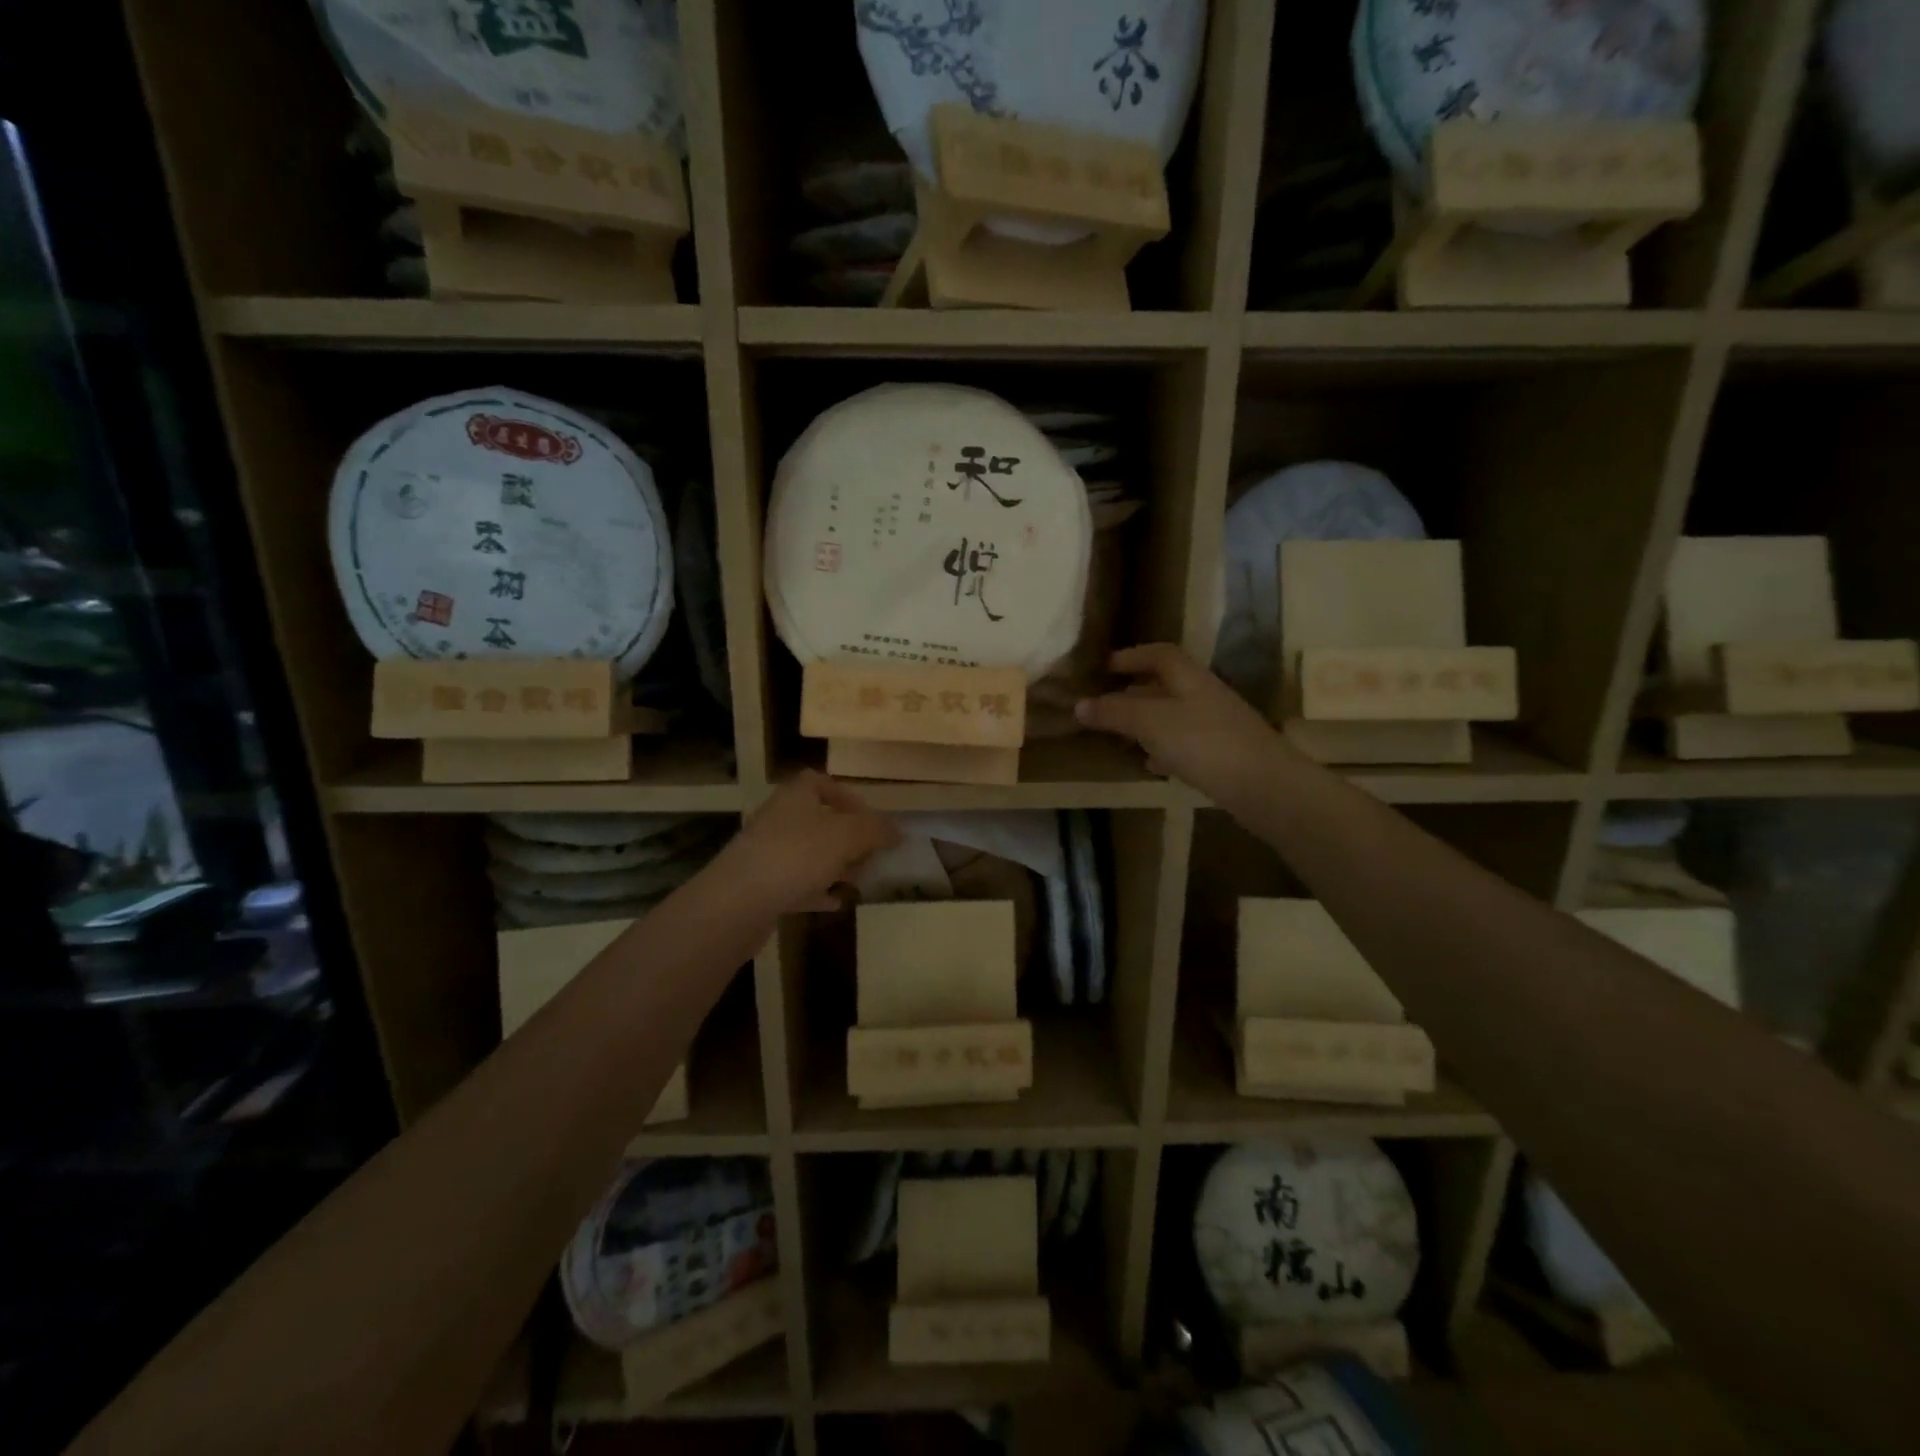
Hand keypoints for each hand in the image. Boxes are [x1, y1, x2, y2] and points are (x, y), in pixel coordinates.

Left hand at [718, 770, 899, 914]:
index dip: (847, 797)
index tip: (869, 819)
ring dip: (834, 865)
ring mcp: (767, 853)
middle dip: (847, 838)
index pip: (820, 782)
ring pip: (808, 853)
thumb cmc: (796, 856)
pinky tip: (834, 902)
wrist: (737, 903)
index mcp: (795, 797)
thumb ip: (875, 830)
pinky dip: (816, 890)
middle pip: (818, 820)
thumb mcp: (846, 836)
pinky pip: (795, 882)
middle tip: (869, 856)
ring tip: (857, 881)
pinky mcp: (760, 885)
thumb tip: (898, 830)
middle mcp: (778, 818)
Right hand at [1075, 644, 1283, 805]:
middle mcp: (1204, 695)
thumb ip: (1114, 712)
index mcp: (1189, 678)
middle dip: (1133, 692)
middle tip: (1103, 705)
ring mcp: (1216, 726)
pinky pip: (1185, 744)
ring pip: (1173, 716)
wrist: (1263, 786)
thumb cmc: (1203, 743)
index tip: (1104, 668)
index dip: (1131, 656)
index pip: (1159, 654)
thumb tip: (1079, 704)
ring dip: (1146, 723)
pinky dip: (1163, 749)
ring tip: (1119, 736)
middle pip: (1165, 685)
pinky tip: (1151, 764)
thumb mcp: (1151, 722)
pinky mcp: (1222, 755)